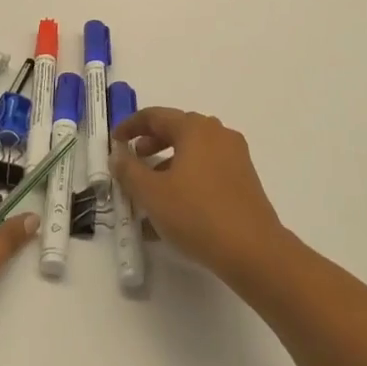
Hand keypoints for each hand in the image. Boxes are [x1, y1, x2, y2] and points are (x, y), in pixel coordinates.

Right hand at [109, 108, 288, 282]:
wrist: (252, 249)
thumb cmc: (196, 214)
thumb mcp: (151, 193)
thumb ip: (129, 170)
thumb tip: (119, 154)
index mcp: (195, 128)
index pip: (155, 116)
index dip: (130, 126)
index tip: (114, 141)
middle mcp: (218, 134)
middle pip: (177, 130)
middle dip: (151, 144)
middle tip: (133, 161)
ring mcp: (235, 156)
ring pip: (193, 152)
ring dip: (167, 164)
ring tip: (150, 192)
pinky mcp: (244, 179)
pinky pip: (207, 169)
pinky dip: (186, 178)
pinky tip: (174, 208)